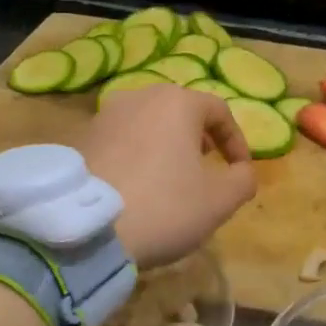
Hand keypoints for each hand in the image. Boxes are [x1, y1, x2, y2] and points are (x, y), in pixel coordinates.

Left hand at [80, 85, 256, 269]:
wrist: (86, 228)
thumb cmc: (164, 206)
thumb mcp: (220, 201)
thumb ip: (243, 180)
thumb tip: (242, 172)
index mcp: (178, 102)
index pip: (220, 111)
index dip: (236, 141)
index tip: (240, 171)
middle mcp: (141, 96)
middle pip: (181, 111)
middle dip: (200, 138)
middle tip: (207, 169)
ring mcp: (106, 115)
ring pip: (149, 124)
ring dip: (167, 146)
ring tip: (171, 178)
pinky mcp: (83, 137)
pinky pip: (122, 140)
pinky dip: (137, 155)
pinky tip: (137, 186)